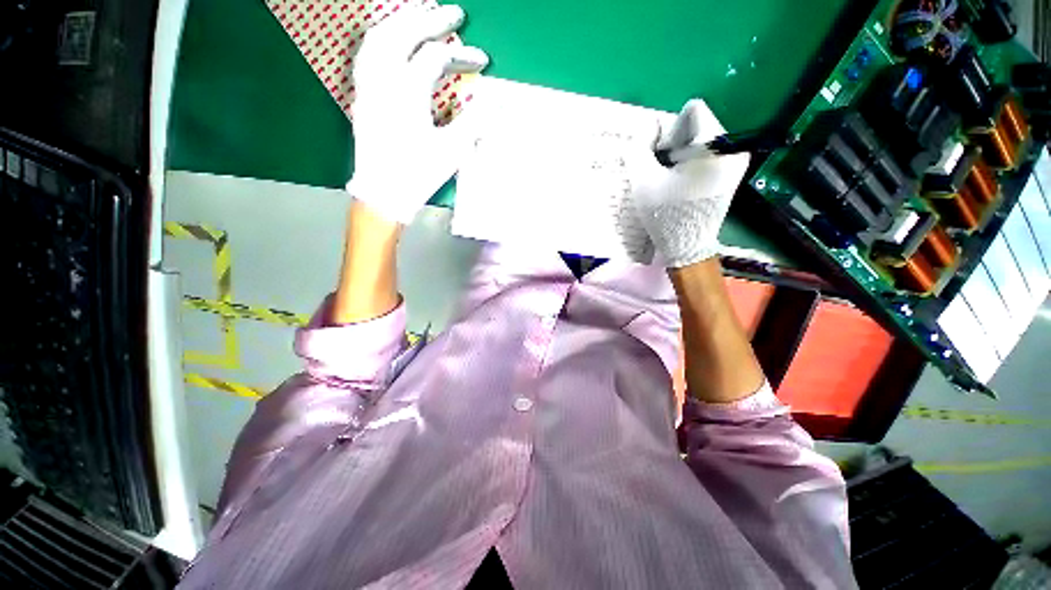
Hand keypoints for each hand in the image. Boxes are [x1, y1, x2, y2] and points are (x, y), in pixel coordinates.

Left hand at [347, 5, 488, 224]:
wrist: (383, 194)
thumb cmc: (419, 174)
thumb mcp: (453, 150)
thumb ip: (475, 120)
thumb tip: (499, 100)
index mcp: (407, 91)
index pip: (436, 58)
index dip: (463, 55)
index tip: (483, 60)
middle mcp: (382, 79)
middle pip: (403, 32)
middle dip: (430, 19)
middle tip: (454, 13)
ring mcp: (367, 85)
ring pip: (379, 37)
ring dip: (402, 22)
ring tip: (422, 17)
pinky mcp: (361, 95)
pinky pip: (367, 54)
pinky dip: (382, 39)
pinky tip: (393, 41)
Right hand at [625, 101, 750, 267]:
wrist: (687, 246)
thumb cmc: (665, 214)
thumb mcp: (643, 181)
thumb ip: (639, 148)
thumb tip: (647, 128)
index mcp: (715, 146)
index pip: (692, 111)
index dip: (671, 131)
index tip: (664, 159)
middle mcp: (733, 147)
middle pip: (698, 124)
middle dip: (676, 144)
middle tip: (666, 172)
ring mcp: (737, 160)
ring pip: (702, 138)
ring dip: (682, 154)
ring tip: (674, 180)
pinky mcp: (734, 171)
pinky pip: (709, 152)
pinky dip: (692, 162)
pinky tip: (684, 184)